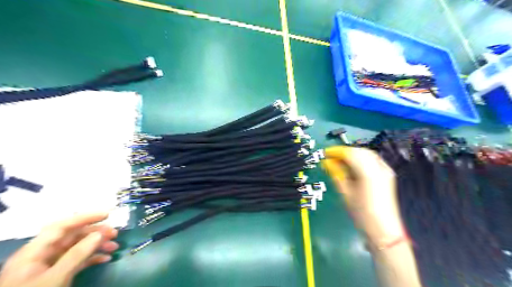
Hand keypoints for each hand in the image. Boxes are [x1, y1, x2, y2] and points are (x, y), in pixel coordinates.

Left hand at [0, 211, 118, 286]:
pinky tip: (106, 259)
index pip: (62, 226)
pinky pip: (78, 260)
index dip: (85, 218)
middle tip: (115, 233)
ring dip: (97, 245)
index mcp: (34, 252)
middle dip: (95, 232)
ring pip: (78, 247)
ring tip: (114, 246)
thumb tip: (99, 234)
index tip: (107, 214)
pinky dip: (93, 257)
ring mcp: (49, 266)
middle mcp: (42, 255)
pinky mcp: (57, 275)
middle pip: (72, 236)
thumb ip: (76, 255)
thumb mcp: (55, 278)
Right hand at [323, 147, 404, 242]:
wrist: (383, 230)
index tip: (325, 153)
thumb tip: (326, 162)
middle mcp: (379, 167)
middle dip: (344, 152)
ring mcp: (385, 171)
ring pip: (366, 154)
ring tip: (340, 162)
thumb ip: (336, 174)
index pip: (350, 153)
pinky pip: (372, 160)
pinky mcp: (387, 175)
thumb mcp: (346, 193)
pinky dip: (360, 159)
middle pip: (359, 151)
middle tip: (331, 158)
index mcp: (368, 172)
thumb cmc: (362, 213)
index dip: (336, 151)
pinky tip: (353, 166)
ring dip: (352, 155)